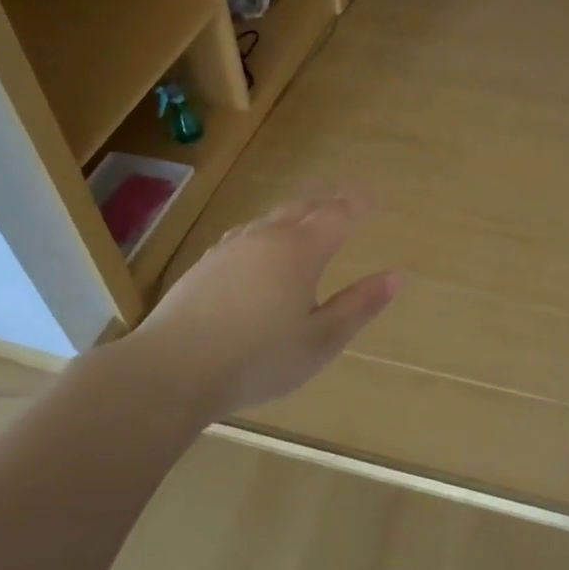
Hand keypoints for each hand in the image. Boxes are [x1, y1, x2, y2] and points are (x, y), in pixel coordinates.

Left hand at [114, 193, 399, 419]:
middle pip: (300, 210)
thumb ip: (359, 306)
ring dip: (292, 217)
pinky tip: (257, 250)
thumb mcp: (321, 340)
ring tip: (303, 222)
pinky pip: (244, 235)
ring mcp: (230, 249)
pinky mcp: (204, 265)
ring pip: (268, 220)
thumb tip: (396, 276)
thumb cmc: (259, 359)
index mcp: (300, 252)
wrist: (172, 369)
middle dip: (324, 205)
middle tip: (341, 206)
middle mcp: (265, 239)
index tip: (369, 199)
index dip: (355, 205)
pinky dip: (264, 233)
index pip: (335, 215)